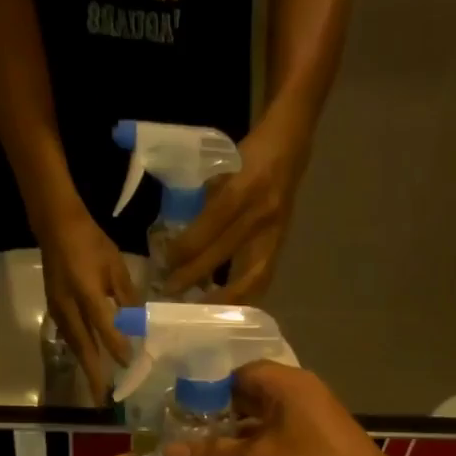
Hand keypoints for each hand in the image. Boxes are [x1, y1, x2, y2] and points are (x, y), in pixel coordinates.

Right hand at [41, 211, 138, 401]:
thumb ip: (127, 296)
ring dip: (85, 366)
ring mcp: (58, 309)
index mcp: (87, 291)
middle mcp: (69, 305)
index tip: (129, 365)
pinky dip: (80, 352)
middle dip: (92, 373)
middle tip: (101, 398)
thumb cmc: (91, 242)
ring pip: (74, 344)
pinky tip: (88, 362)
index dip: (116, 346)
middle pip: (83, 345)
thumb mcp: (116, 266)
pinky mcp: (54, 309)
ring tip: (95, 387)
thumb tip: (139, 324)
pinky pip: (69, 336)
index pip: (103, 325)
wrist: (56, 226)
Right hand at [161, 362, 410, 455]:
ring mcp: (308, 431)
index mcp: (288, 387)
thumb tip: (168, 451)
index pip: (239, 374)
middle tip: (181, 438)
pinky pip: (275, 453)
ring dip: (233, 446)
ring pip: (260, 431)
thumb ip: (212, 455)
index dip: (207, 389)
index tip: (178, 410)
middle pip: (248, 402)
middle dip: (216, 421)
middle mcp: (299, 401)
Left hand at [162, 119, 310, 302]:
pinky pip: (262, 278)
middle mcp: (260, 214)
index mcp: (242, 189)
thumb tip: (179, 239)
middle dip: (193, 276)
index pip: (208, 226)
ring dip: (224, 299)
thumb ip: (204, 202)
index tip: (165, 263)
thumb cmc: (250, 155)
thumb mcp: (222, 168)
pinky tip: (228, 306)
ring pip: (249, 277)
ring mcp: (274, 232)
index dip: (185, 249)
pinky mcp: (281, 244)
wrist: (291, 144)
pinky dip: (244, 295)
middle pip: (223, 254)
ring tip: (201, 311)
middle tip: (170, 293)